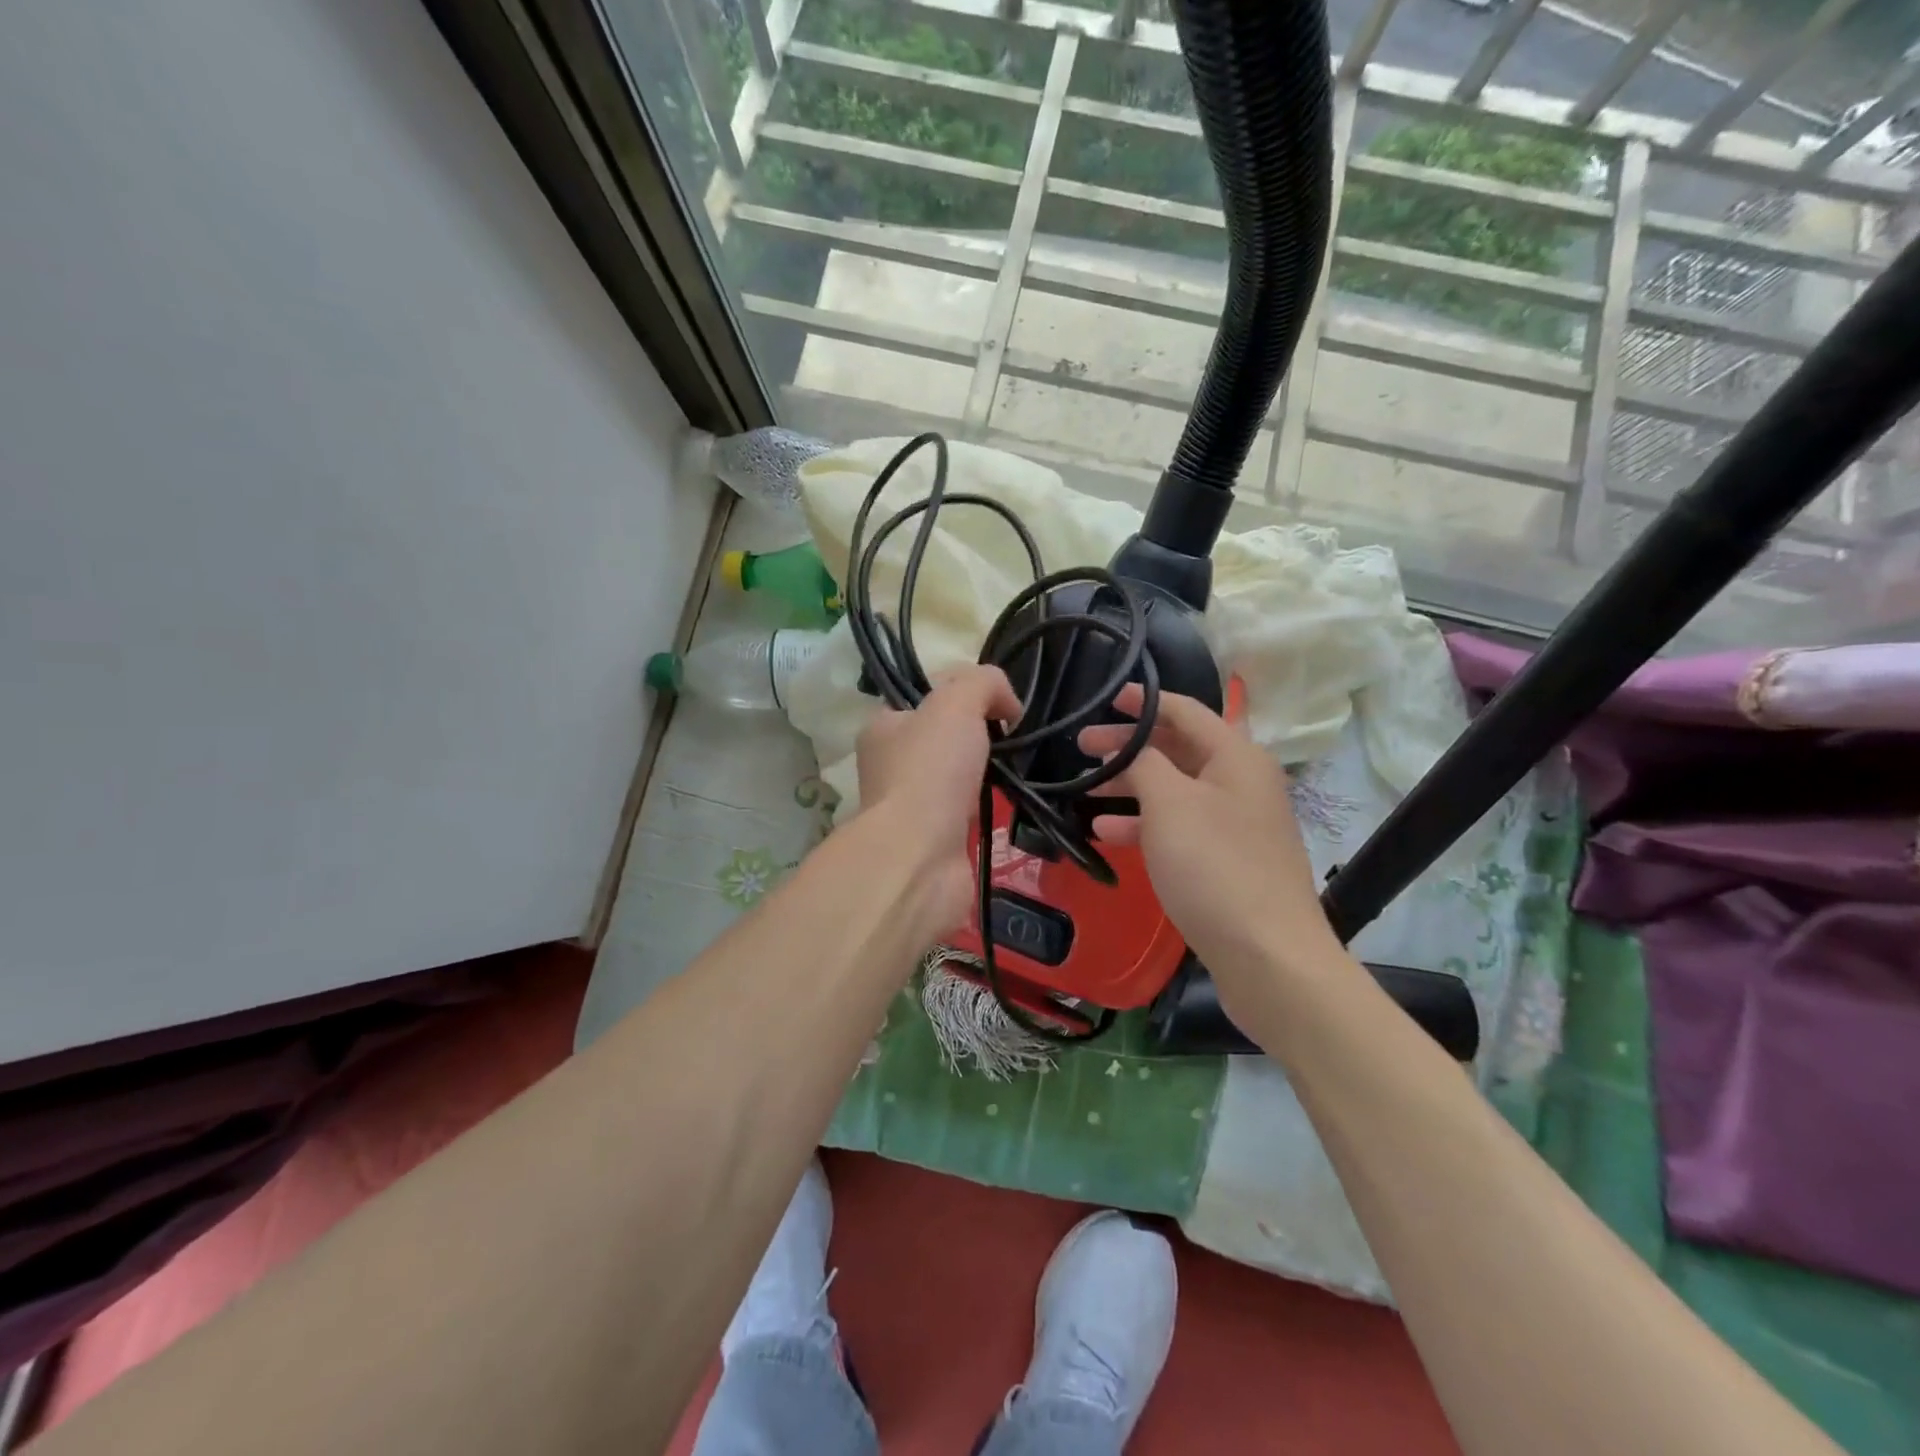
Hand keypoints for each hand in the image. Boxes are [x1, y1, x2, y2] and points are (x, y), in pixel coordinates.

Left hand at [854, 665, 1021, 935]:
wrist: (921, 857)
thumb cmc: (931, 770)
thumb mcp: (957, 702)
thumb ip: (983, 683)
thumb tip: (1008, 704)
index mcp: (883, 727)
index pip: (923, 697)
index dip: (961, 691)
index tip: (997, 702)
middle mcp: (890, 765)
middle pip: (942, 736)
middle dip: (978, 734)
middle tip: (1011, 735)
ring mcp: (911, 805)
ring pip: (956, 775)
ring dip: (984, 772)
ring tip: (1016, 767)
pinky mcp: (934, 839)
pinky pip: (967, 811)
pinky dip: (987, 806)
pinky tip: (1008, 802)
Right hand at [1079, 685, 1347, 1025]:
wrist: (1268, 957)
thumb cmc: (1215, 867)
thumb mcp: (1170, 804)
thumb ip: (1144, 763)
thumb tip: (1132, 750)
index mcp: (1236, 757)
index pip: (1185, 711)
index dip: (1144, 701)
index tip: (1106, 699)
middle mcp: (1240, 782)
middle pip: (1178, 749)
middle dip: (1129, 746)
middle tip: (1081, 747)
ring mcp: (1234, 824)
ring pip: (1174, 790)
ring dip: (1131, 786)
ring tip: (1086, 789)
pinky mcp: (1226, 860)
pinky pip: (1179, 827)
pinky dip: (1144, 824)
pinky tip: (1107, 834)